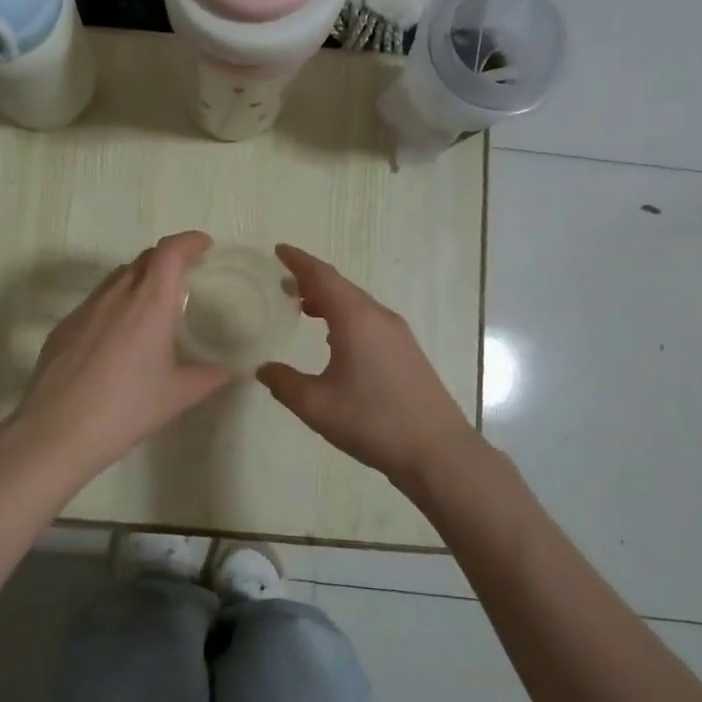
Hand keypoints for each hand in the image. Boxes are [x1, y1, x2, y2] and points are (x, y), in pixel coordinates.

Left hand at [6, 231, 233, 485]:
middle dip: (167, 257)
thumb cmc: (126, 408)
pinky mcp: (64, 327)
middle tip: (185, 274)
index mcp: (149, 303)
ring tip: (152, 303)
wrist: (57, 430)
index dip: (188, 241)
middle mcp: (116, 296)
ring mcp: (85, 309)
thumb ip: (207, 378)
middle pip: (144, 258)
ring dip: (139, 278)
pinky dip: (115, 302)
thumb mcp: (176, 396)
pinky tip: (118, 336)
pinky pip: (96, 301)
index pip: (170, 252)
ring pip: (117, 277)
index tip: (203, 245)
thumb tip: (228, 371)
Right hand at [258, 244, 479, 497]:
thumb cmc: (372, 422)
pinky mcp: (407, 351)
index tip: (278, 251)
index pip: (322, 276)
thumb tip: (264, 369)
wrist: (437, 451)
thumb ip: (284, 383)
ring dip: (329, 299)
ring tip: (303, 308)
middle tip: (283, 282)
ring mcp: (397, 333)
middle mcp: (378, 317)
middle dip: (311, 280)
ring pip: (356, 303)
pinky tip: (334, 338)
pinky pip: (369, 319)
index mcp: (355, 319)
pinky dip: (345, 316)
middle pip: (340, 286)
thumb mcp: (316, 406)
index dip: (299, 261)